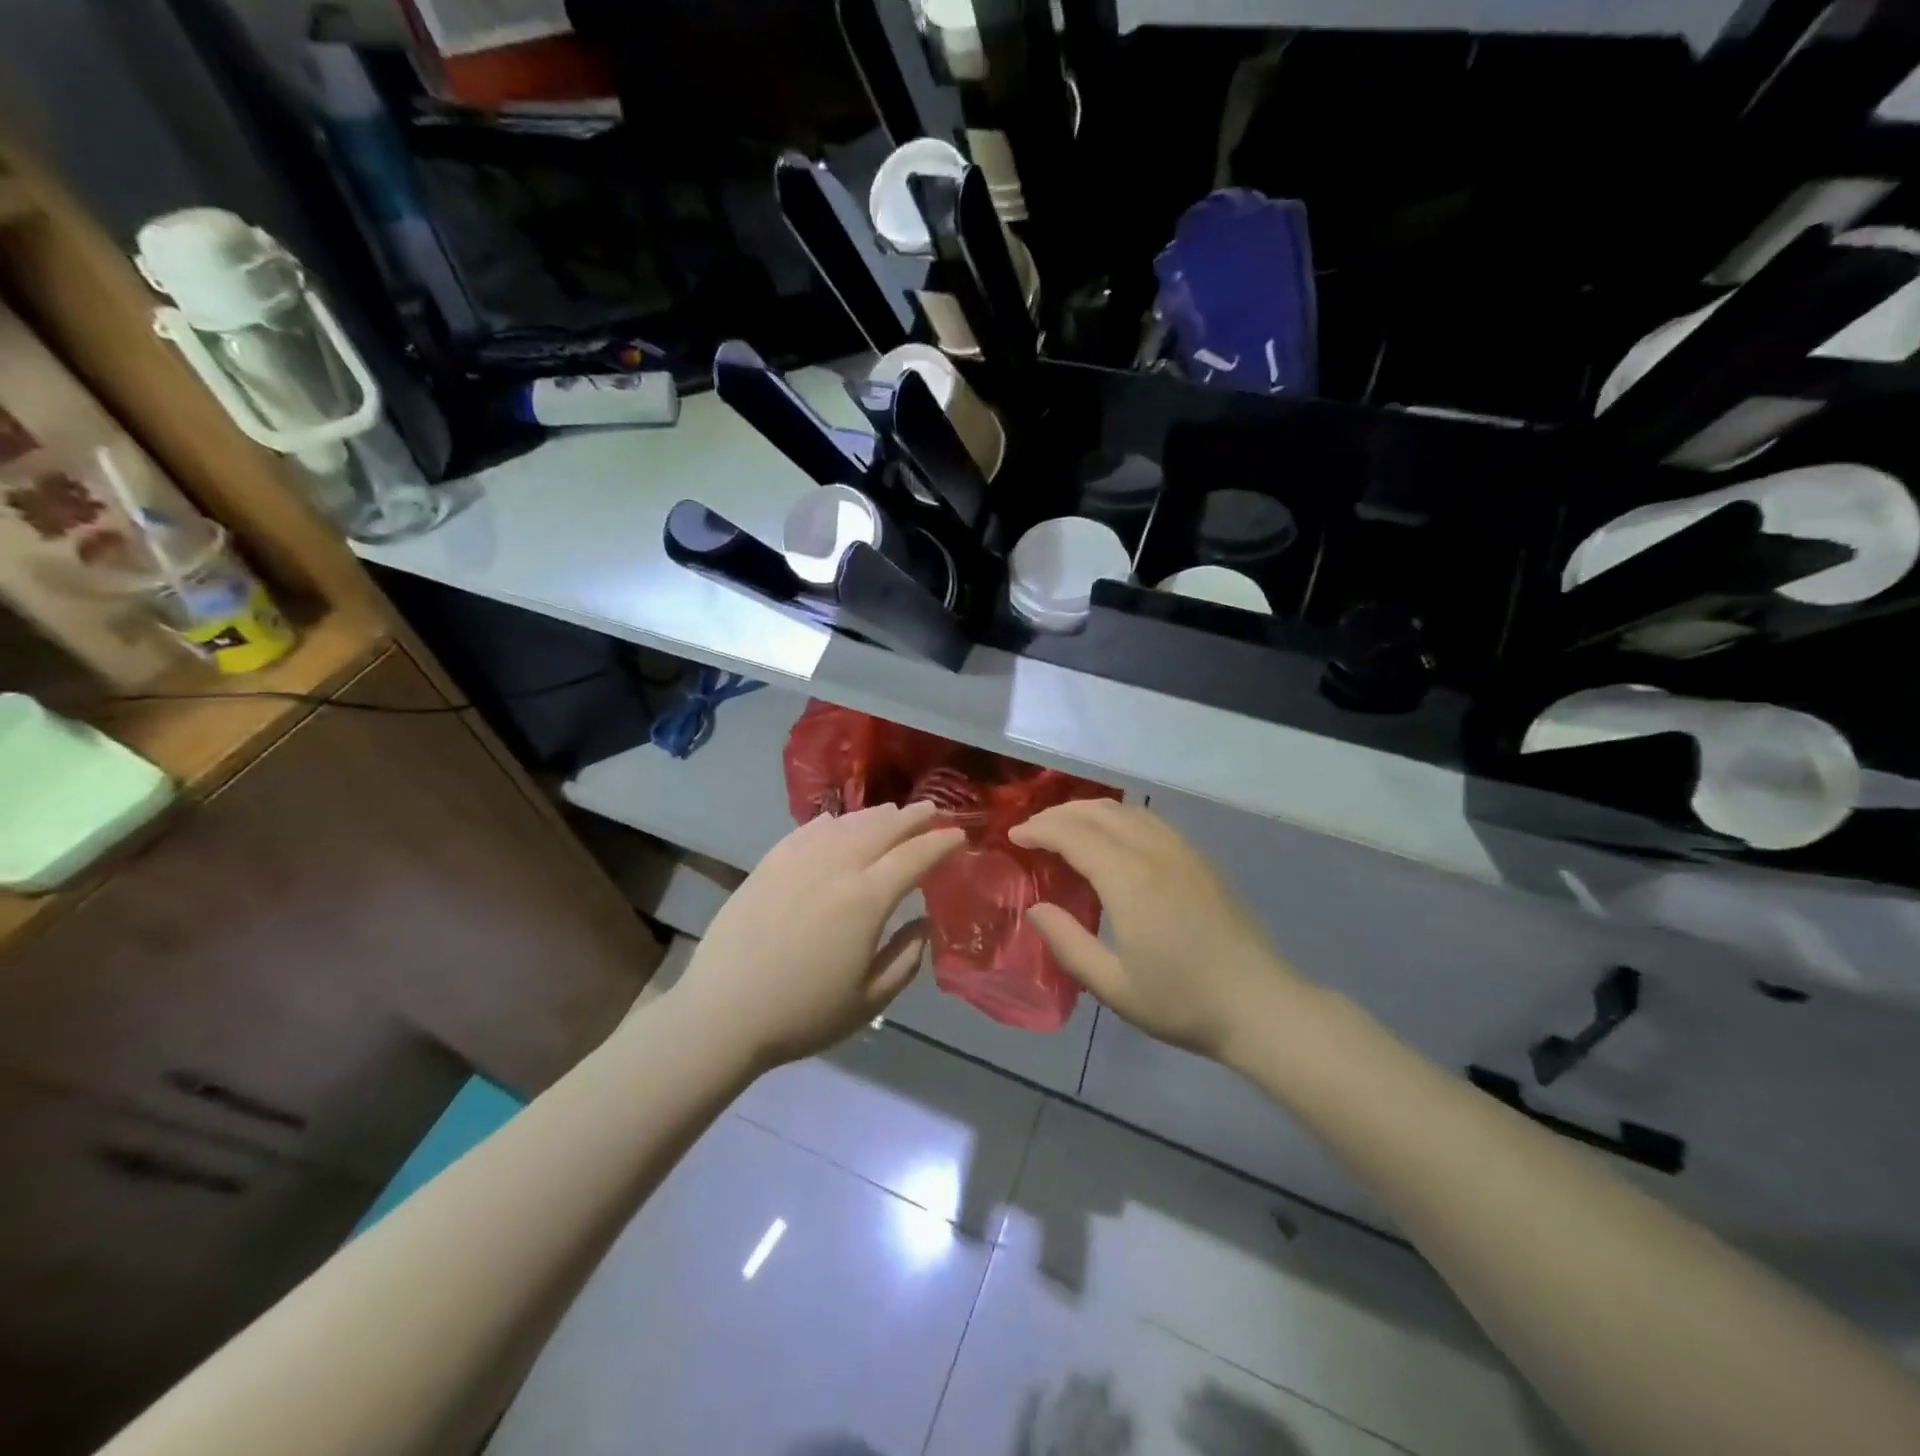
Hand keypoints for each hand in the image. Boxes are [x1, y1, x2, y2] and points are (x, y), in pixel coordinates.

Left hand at [672, 802, 964, 1070]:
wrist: (723, 1013)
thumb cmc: (803, 1014)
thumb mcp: (870, 1000)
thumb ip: (906, 957)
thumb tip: (923, 922)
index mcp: (867, 899)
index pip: (916, 856)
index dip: (942, 842)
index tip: (960, 836)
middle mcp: (837, 866)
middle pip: (883, 828)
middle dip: (914, 817)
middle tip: (933, 811)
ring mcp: (799, 860)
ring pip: (847, 824)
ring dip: (876, 815)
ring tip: (893, 813)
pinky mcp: (769, 863)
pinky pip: (809, 830)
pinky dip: (832, 822)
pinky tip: (838, 823)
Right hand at [1009, 800, 1304, 1062]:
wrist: (1261, 1005)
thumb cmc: (1183, 1002)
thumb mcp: (1114, 986)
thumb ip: (1067, 943)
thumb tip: (1036, 908)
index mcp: (1129, 879)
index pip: (1073, 834)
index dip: (1039, 830)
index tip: (1014, 837)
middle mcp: (1155, 851)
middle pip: (1098, 811)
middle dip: (1059, 813)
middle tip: (1033, 830)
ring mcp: (1182, 851)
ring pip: (1127, 811)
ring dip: (1089, 811)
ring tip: (1065, 828)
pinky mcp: (1200, 859)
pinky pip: (1150, 821)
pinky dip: (1119, 818)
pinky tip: (1112, 839)